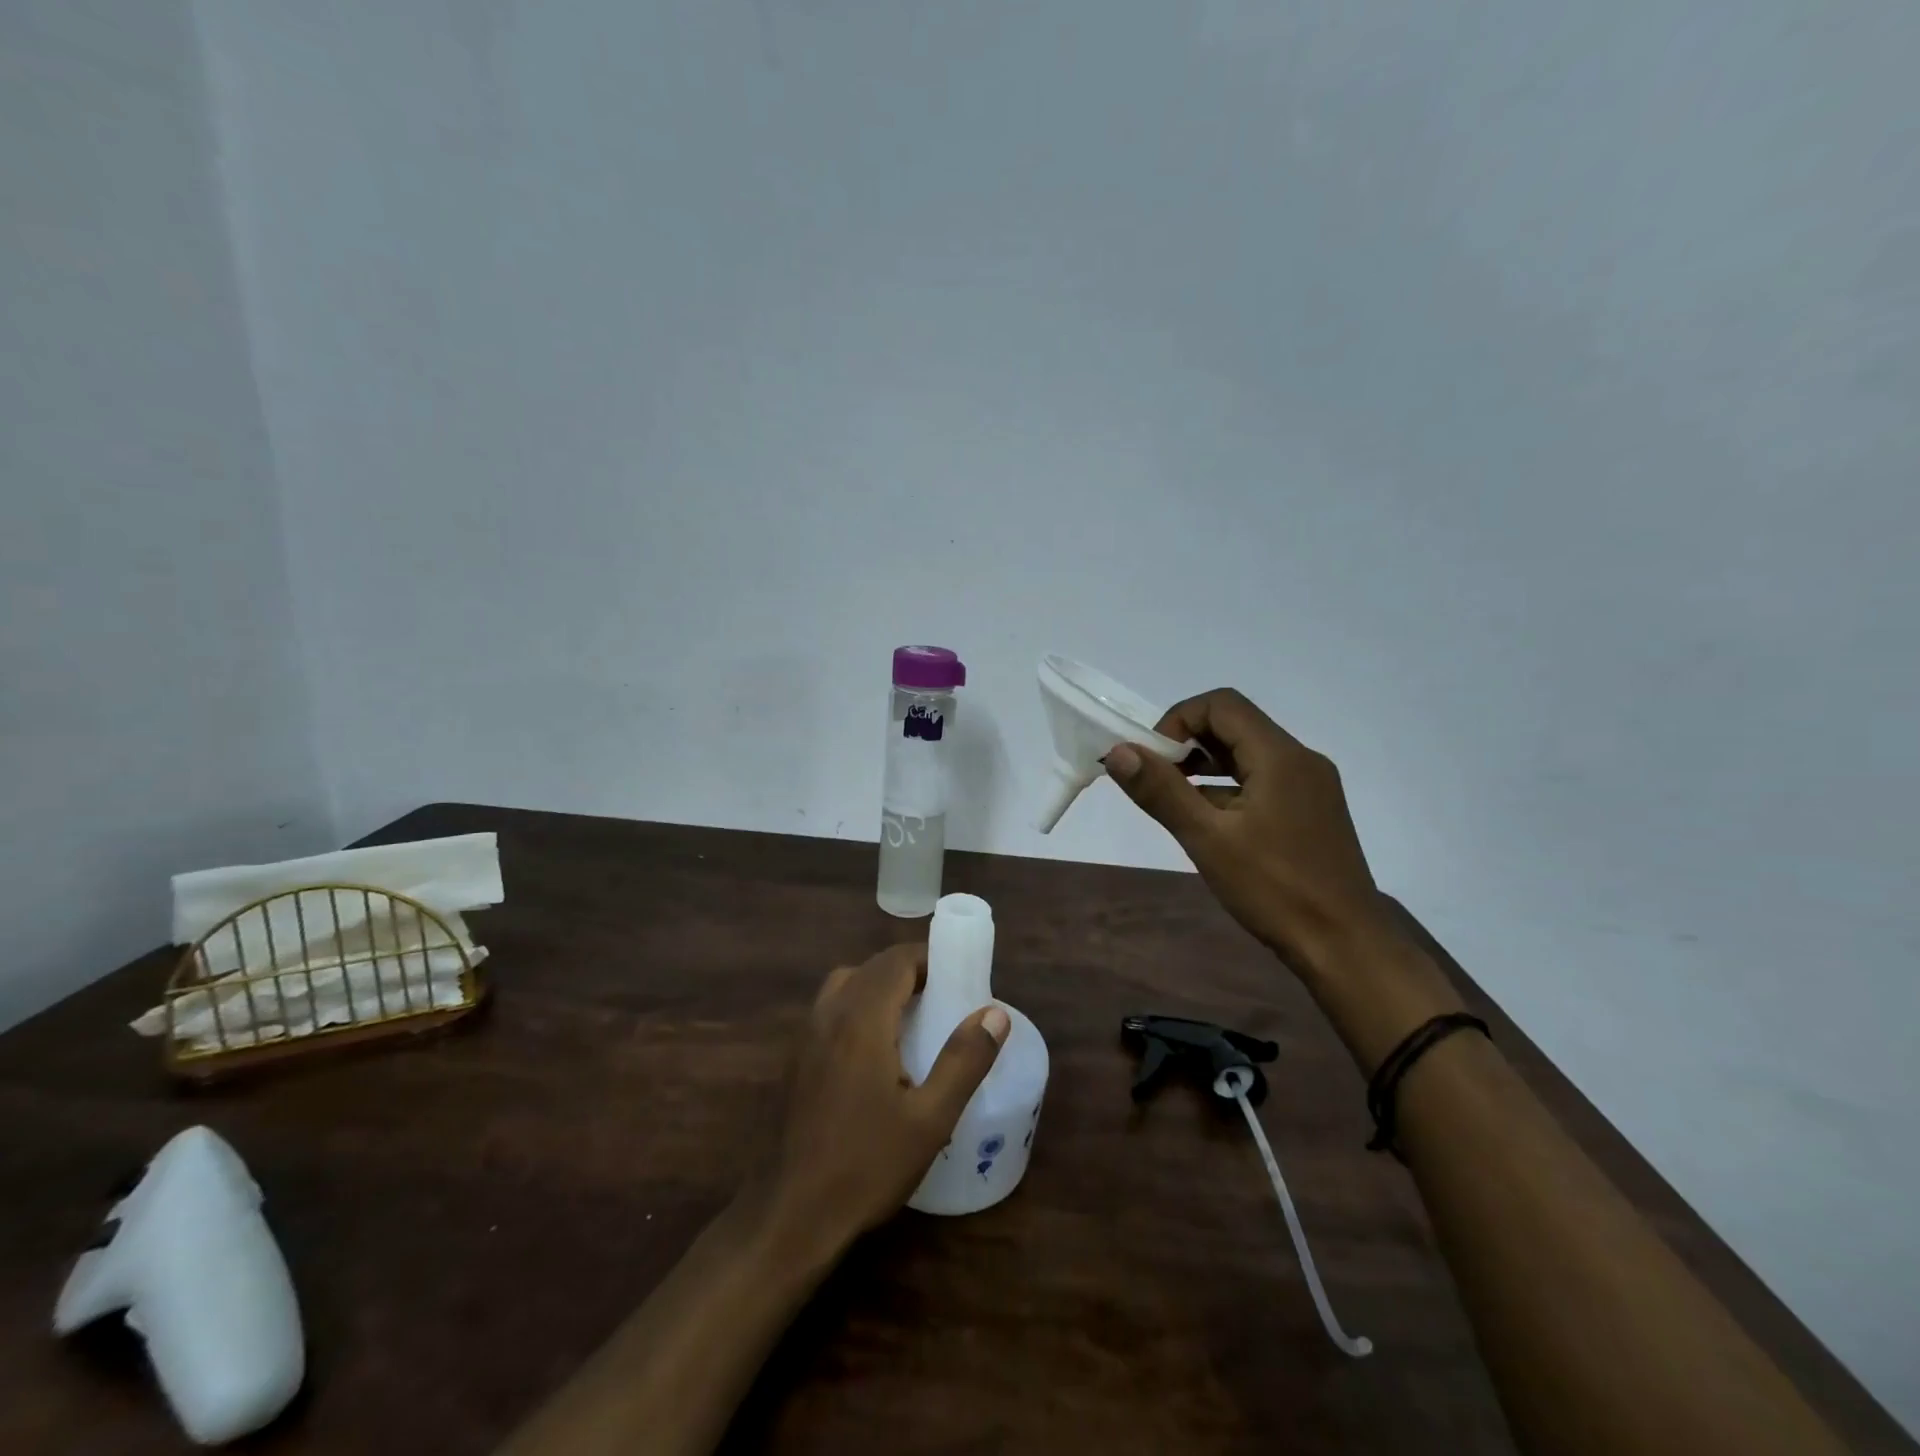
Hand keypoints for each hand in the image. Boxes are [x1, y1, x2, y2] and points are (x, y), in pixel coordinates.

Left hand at [764, 944, 1007, 1257]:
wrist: (792, 1215)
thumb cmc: (867, 1165)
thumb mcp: (931, 1118)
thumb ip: (964, 1060)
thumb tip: (996, 1013)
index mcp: (861, 1018)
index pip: (896, 960)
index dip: (929, 959)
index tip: (959, 978)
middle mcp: (829, 1014)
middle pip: (872, 967)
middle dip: (910, 972)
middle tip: (944, 1000)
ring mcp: (806, 1035)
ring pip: (847, 984)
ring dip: (881, 986)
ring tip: (913, 1019)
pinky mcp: (797, 1058)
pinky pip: (831, 1008)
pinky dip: (859, 1006)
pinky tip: (877, 1051)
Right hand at [1105, 689, 1460, 1066]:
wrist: (1345, 947)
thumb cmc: (1274, 889)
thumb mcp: (1208, 839)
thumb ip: (1161, 791)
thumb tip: (1117, 751)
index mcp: (1280, 756)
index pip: (1221, 704)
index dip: (1178, 719)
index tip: (1154, 759)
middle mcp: (1300, 760)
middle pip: (1236, 725)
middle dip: (1189, 743)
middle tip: (1159, 780)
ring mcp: (1311, 786)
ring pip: (1249, 754)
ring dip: (1207, 766)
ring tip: (1177, 802)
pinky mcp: (1313, 811)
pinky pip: (1263, 780)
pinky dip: (1229, 788)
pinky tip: (1210, 823)